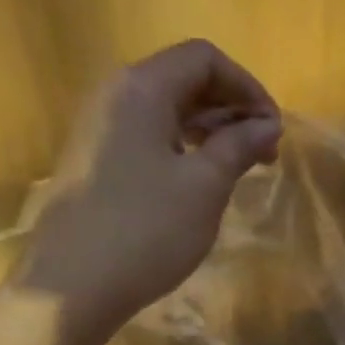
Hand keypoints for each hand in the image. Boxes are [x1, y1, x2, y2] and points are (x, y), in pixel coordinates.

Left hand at [19, 39, 281, 336]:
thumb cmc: (146, 229)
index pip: (204, 58)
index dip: (247, 86)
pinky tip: (201, 182)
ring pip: (166, 110)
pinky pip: (148, 136)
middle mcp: (115, 95)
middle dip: (231, 108)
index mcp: (142, 88)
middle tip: (264, 153)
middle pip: (184, 80)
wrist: (71, 286)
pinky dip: (184, 148)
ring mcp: (99, 129)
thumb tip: (267, 124)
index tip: (273, 129)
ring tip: (240, 168)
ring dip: (210, 131)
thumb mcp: (205, 186)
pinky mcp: (94, 161)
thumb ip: (239, 145)